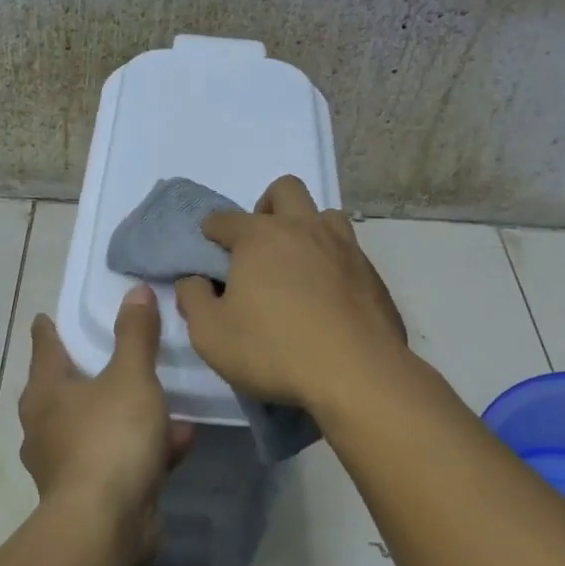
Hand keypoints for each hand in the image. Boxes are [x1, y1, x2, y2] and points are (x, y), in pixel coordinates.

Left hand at [19, 284, 193, 553]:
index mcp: (46, 392)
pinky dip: (144, 449)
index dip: (47, 330)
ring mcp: (65, 464)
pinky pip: (119, 459)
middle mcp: (46, 426)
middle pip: (65, 390)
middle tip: (104, 354)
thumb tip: (135, 290)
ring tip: (163, 402)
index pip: (44, 348)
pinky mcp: (89, 495)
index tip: (45, 318)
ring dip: (128, 414)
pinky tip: (181, 442)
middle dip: (85, 374)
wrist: (105, 526)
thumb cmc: (110, 438)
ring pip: (97, 427)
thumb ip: (135, 334)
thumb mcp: (131, 377)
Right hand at [174, 175, 407, 411]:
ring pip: (324, 215)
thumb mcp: (211, 334)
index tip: (209, 247)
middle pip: (285, 190)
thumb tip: (194, 281)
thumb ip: (193, 300)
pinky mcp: (371, 274)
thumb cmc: (273, 350)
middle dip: (266, 208)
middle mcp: (304, 229)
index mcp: (260, 237)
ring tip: (297, 266)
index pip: (226, 219)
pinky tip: (327, 297)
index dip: (212, 230)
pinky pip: (348, 252)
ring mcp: (344, 248)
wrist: (357, 375)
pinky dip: (332, 263)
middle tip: (258, 246)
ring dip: (307, 229)